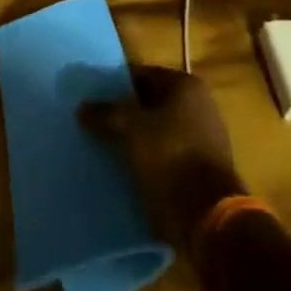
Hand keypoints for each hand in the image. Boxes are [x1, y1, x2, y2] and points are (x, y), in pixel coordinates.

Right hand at [80, 65, 245, 252]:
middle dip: (127, 113)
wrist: (208, 215)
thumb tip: (82, 107)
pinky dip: (150, 160)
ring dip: (137, 139)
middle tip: (97, 123)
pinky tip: (128, 169)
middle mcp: (201, 105)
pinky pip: (168, 155)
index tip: (94, 98)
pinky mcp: (204, 169)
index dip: (117, 85)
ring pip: (159, 131)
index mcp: (186, 86)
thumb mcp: (130, 129)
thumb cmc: (170, 156)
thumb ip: (105, 114)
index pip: (143, 76)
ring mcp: (205, 138)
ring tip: (107, 148)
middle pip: (152, 104)